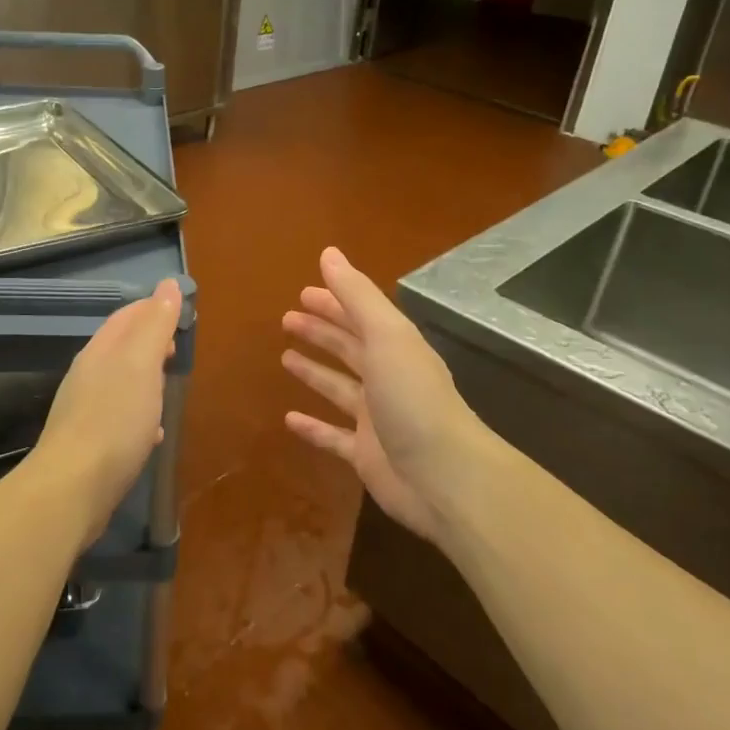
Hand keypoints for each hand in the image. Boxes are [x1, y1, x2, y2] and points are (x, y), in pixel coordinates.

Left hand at [26, 278, 183, 549]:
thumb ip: (155, 325)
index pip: (127, 316)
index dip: (153, 309)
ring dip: (145, 379)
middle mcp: (88, 375)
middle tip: (178, 349)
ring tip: (169, 387)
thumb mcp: (142, 364)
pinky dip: (138, 414)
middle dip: (150, 343)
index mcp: (101, 351)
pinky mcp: (88, 443)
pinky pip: (117, 417)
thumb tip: (168, 285)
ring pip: (119, 382)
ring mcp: (84, 410)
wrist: (73, 488)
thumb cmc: (114, 420)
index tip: (181, 313)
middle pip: (121, 348)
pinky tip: (152, 433)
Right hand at [282, 248, 485, 547]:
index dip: (333, 302)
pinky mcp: (365, 455)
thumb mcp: (385, 335)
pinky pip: (332, 436)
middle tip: (286, 319)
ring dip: (314, 372)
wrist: (444, 477)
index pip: (359, 316)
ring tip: (285, 358)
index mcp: (395, 347)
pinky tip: (288, 419)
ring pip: (339, 388)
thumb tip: (329, 253)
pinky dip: (313, 427)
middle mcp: (387, 378)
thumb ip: (356, 295)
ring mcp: (376, 418)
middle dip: (320, 332)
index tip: (303, 291)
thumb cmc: (412, 398)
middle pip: (349, 348)